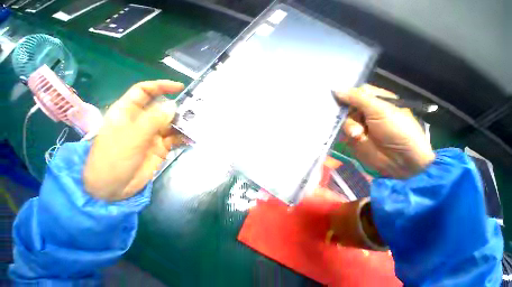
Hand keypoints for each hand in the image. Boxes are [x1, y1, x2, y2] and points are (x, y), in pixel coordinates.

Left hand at [83, 80, 185, 200]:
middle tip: (195, 111)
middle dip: (178, 108)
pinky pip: (176, 138)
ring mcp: (153, 134)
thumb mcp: (131, 136)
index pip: (144, 92)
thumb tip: (173, 106)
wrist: (113, 188)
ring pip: (172, 123)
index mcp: (128, 112)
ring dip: (184, 124)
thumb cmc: (113, 159)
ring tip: (197, 124)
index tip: (179, 87)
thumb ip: (153, 120)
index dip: (161, 86)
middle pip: (162, 108)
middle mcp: (142, 121)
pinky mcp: (162, 146)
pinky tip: (192, 138)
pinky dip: (185, 137)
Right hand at [334, 84, 434, 177]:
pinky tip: (353, 136)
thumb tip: (335, 89)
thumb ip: (357, 98)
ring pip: (343, 119)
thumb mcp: (380, 110)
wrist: (401, 161)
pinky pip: (341, 131)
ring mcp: (358, 124)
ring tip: (358, 134)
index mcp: (377, 100)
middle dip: (345, 111)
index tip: (334, 94)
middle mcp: (366, 111)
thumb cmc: (397, 130)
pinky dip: (345, 133)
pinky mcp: (352, 137)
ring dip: (349, 126)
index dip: (346, 92)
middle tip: (346, 116)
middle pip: (346, 106)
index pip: (356, 91)